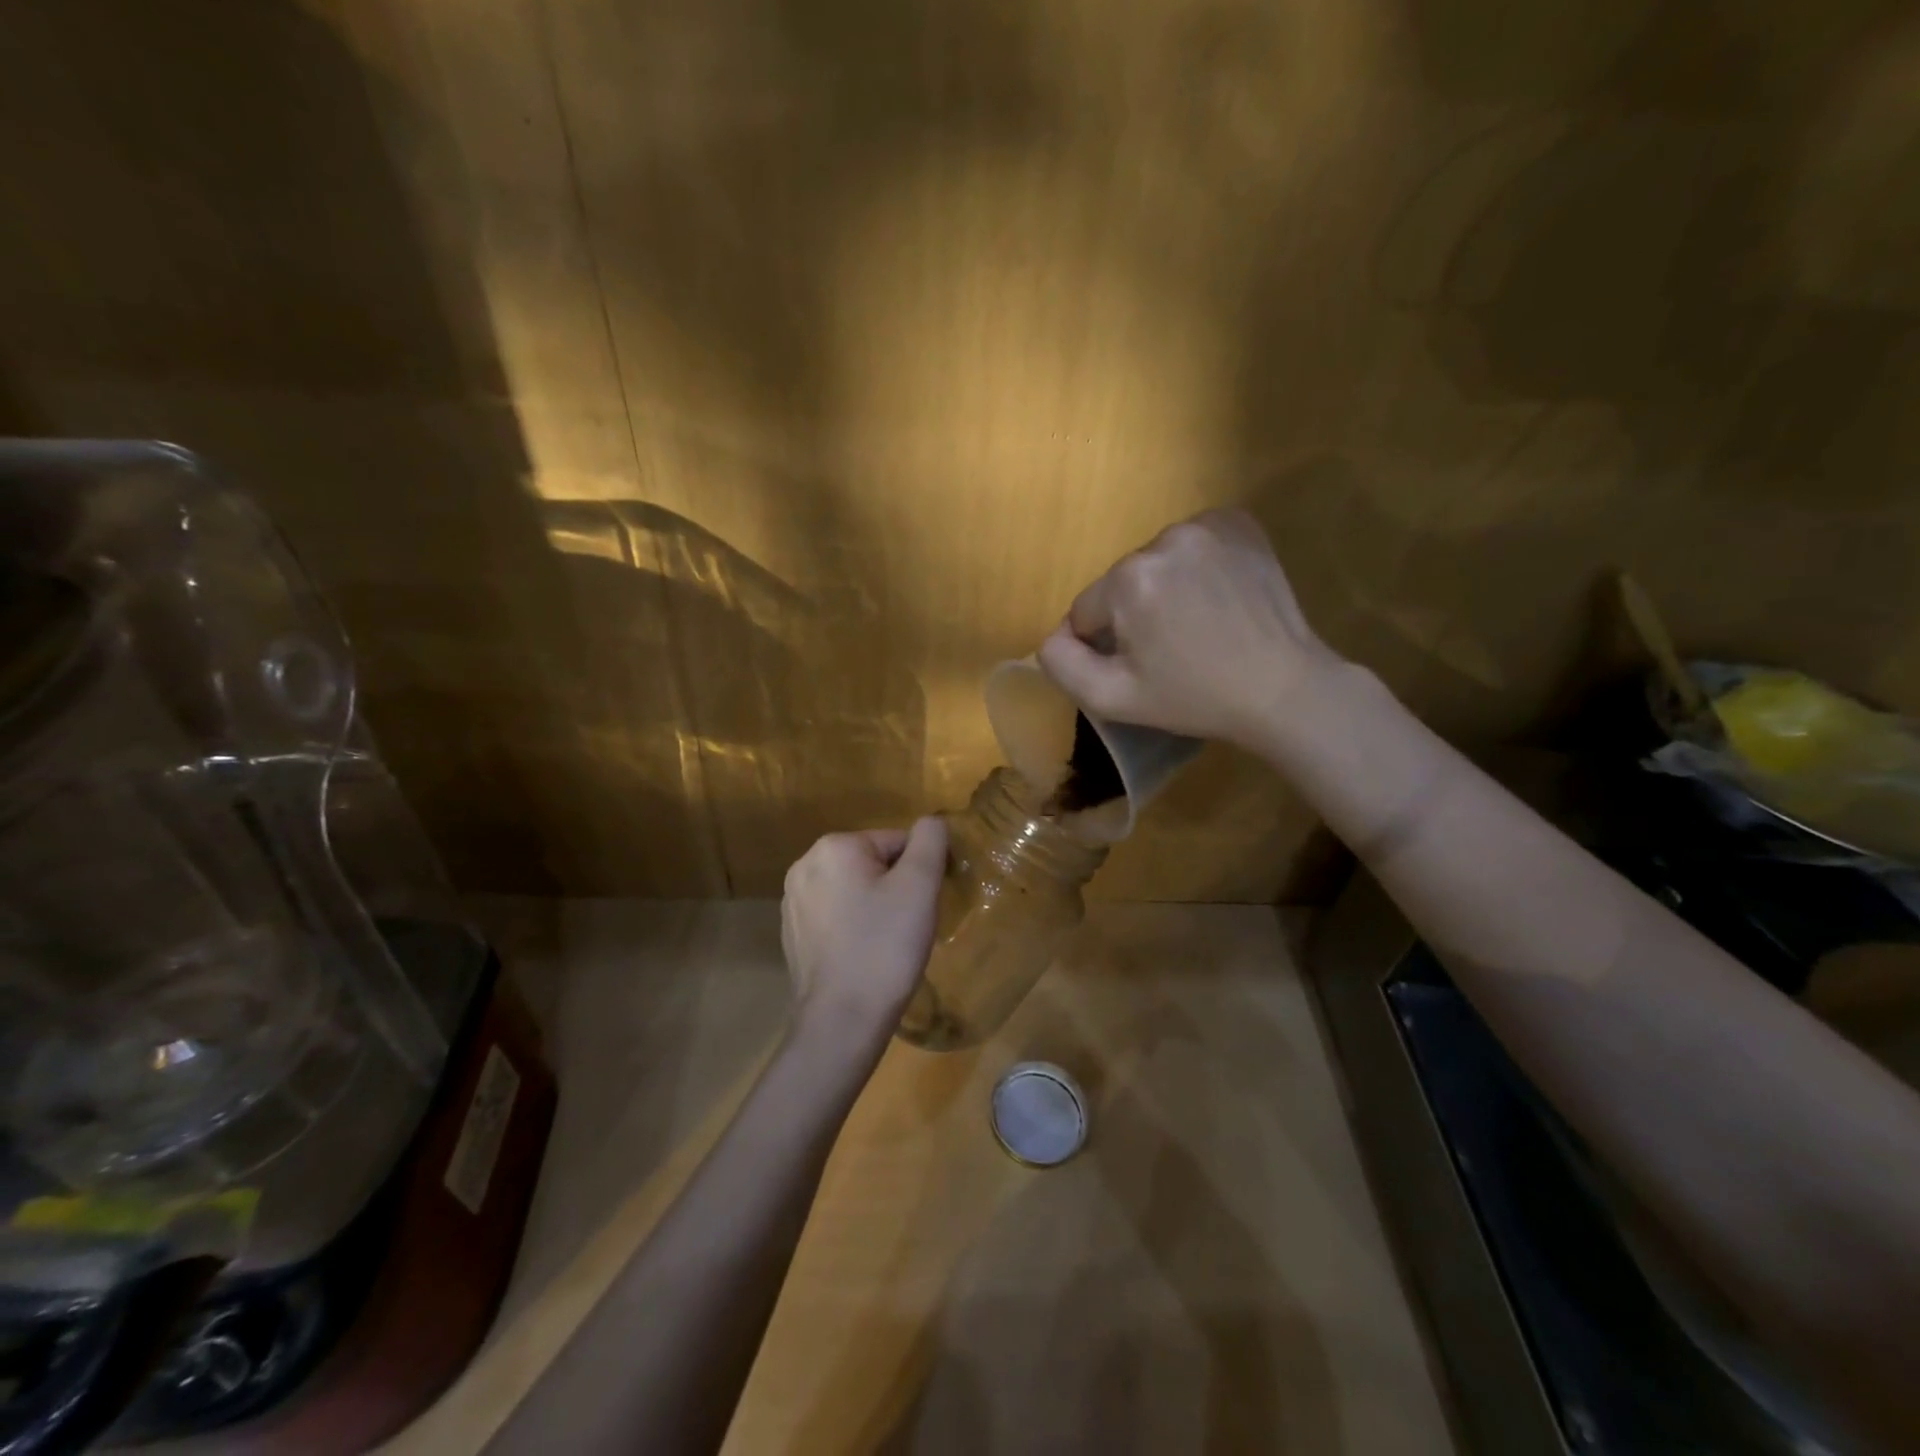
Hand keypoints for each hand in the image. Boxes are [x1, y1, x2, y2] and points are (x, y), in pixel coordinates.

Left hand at [781, 819, 948, 1048]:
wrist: (843, 1019)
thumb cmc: (885, 945)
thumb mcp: (920, 885)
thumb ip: (930, 841)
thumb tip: (930, 821)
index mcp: (833, 847)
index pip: (896, 842)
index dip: (919, 872)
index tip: (923, 905)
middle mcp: (804, 865)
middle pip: (872, 864)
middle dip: (895, 888)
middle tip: (908, 925)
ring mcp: (793, 902)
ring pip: (854, 890)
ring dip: (875, 907)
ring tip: (887, 943)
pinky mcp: (792, 934)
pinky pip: (836, 916)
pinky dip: (855, 928)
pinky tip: (865, 955)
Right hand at [1037, 509, 1341, 749]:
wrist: (1283, 688)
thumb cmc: (1194, 698)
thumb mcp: (1113, 698)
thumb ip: (1062, 664)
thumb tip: (1054, 635)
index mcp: (1127, 581)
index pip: (1086, 611)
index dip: (1105, 644)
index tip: (1140, 665)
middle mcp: (1162, 540)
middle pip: (1121, 583)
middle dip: (1135, 613)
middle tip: (1172, 648)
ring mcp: (1205, 526)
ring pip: (1155, 561)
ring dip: (1165, 587)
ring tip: (1198, 622)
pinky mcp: (1238, 522)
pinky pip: (1192, 542)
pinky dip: (1196, 565)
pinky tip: (1216, 595)